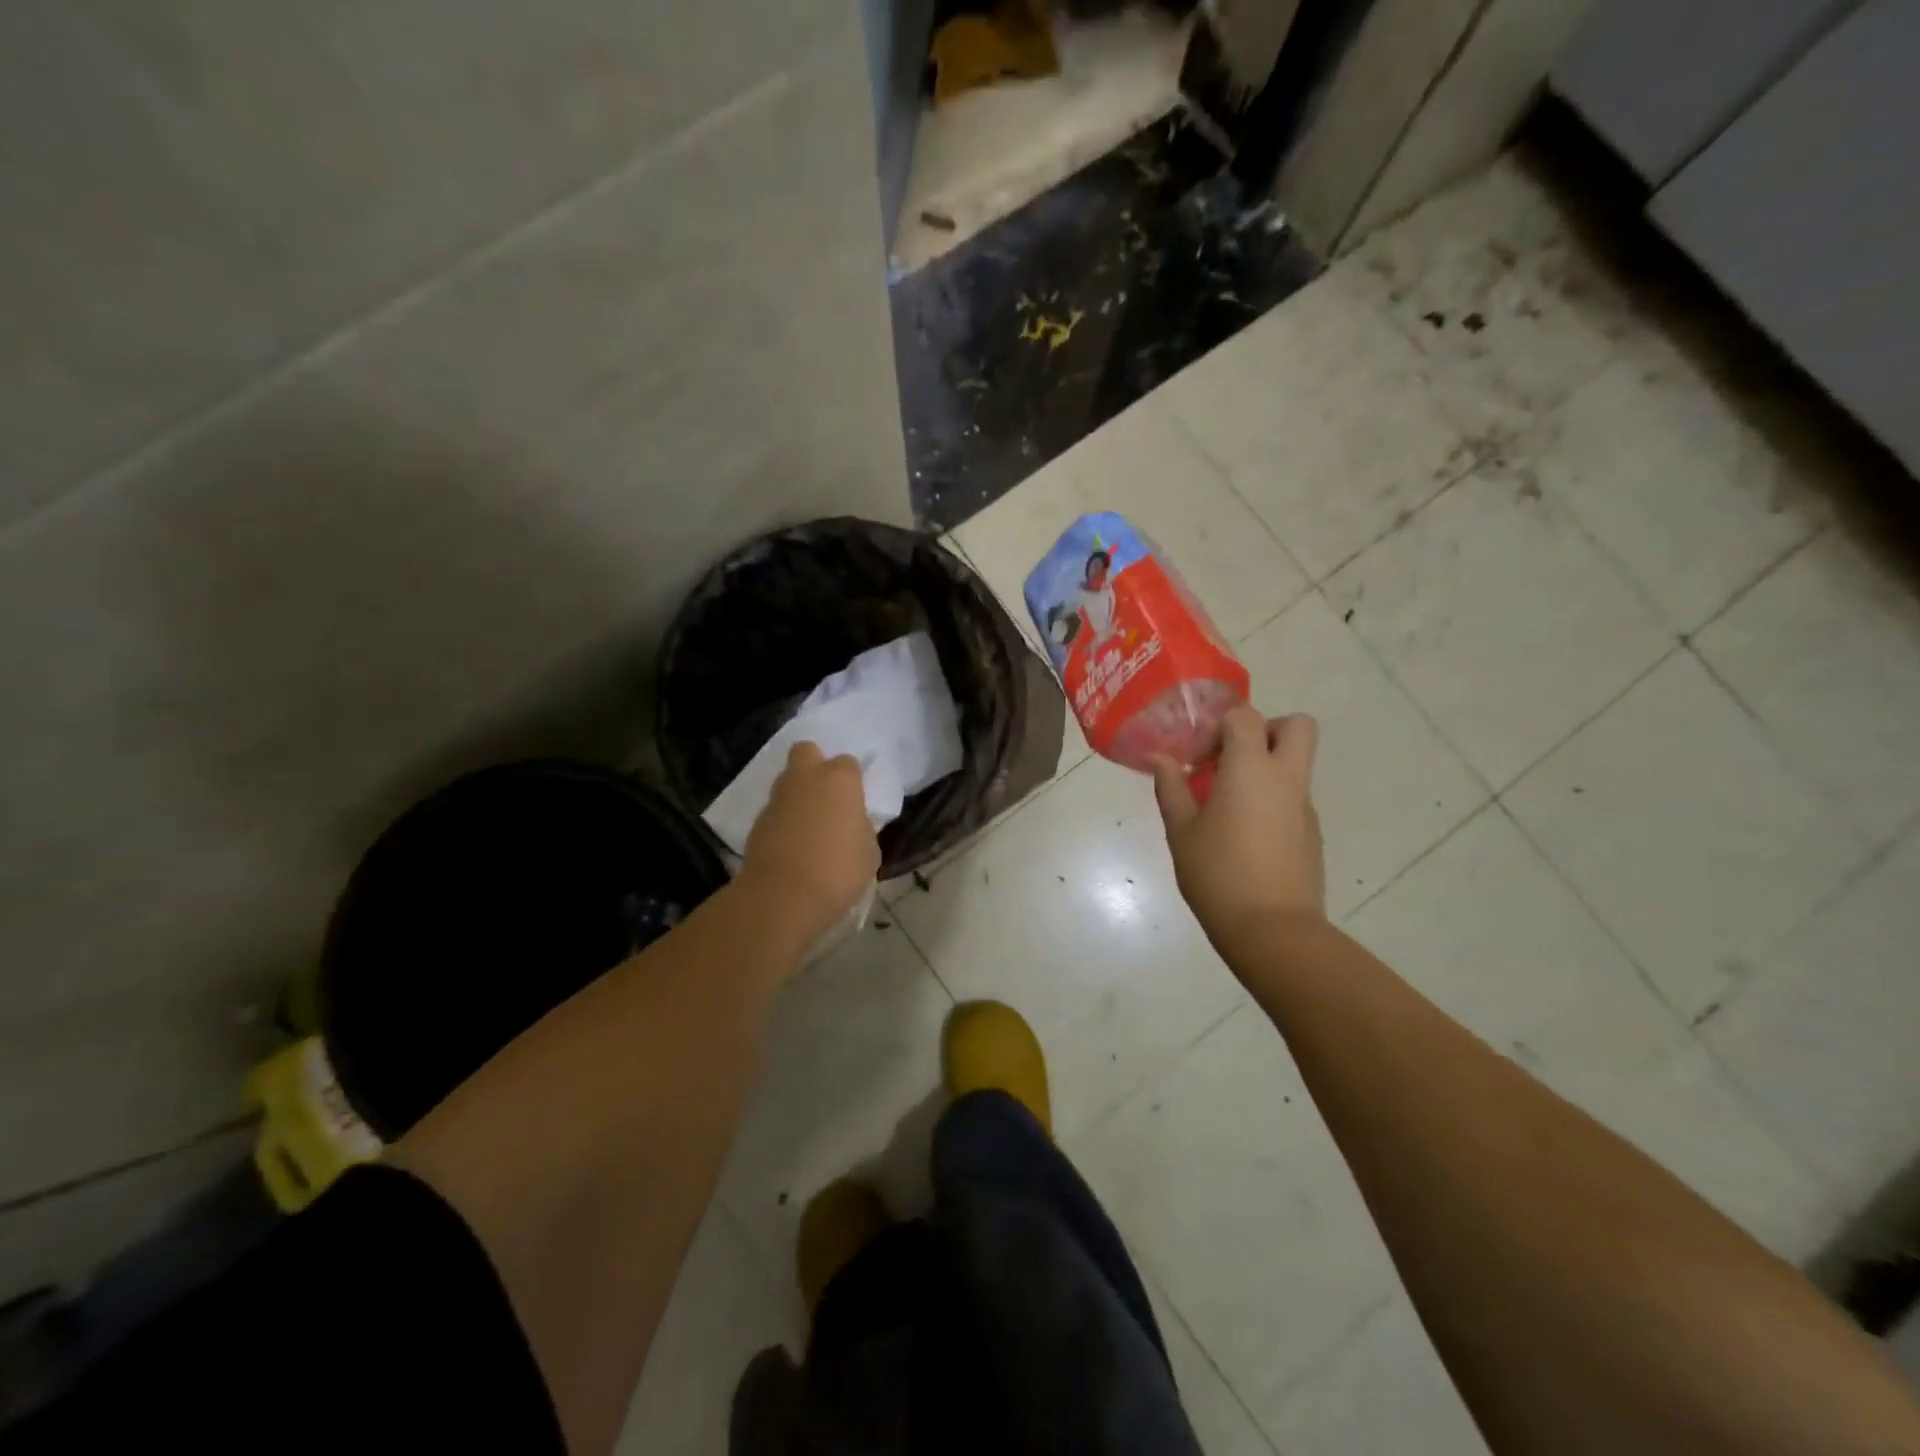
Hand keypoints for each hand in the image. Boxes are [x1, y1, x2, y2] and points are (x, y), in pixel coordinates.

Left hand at [737, 742, 879, 946]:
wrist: (782, 897)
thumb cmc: (838, 870)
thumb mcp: (869, 852)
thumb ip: (861, 828)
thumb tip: (852, 825)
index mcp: (839, 780)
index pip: (848, 763)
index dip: (852, 781)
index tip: (856, 803)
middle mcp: (805, 779)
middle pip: (807, 751)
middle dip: (815, 765)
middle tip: (827, 796)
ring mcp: (777, 799)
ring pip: (787, 781)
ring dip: (798, 796)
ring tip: (810, 827)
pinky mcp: (757, 823)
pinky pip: (775, 812)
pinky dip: (783, 822)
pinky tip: (792, 847)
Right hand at [1152, 707, 1324, 944]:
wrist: (1272, 930)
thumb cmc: (1217, 875)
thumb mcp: (1181, 831)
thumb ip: (1171, 788)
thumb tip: (1159, 758)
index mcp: (1251, 770)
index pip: (1246, 717)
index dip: (1220, 726)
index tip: (1199, 756)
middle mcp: (1286, 779)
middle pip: (1297, 727)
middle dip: (1267, 730)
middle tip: (1232, 758)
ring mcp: (1304, 806)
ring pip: (1295, 764)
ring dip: (1265, 768)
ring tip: (1227, 804)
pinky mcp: (1311, 833)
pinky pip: (1293, 797)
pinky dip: (1271, 800)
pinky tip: (1243, 836)